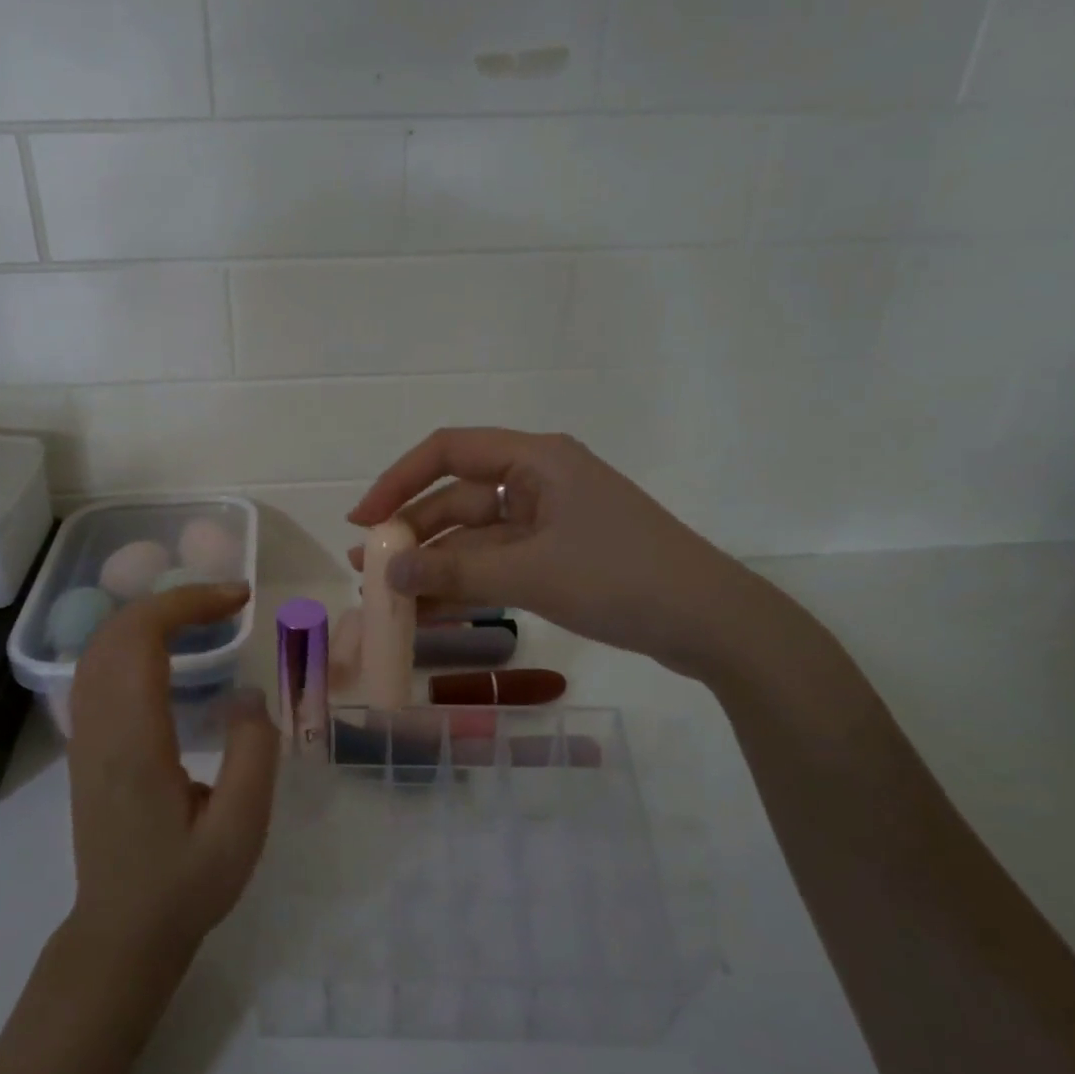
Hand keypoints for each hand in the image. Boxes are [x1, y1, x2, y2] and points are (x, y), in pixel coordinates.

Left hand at [66, 583, 279, 961]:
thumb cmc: (185, 885)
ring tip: (205, 616)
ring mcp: (84, 735)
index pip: (142, 639)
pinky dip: (133, 639)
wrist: (121, 933)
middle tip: (229, 602)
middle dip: (172, 599)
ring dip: (150, 615)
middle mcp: (98, 727)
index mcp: (134, 741)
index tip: (238, 599)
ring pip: (100, 645)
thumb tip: (248, 692)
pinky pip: (98, 668)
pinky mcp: (85, 744)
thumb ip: (253, 753)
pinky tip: (168, 650)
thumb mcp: (241, 828)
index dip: (187, 602)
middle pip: (116, 630)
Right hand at [349, 428, 768, 678]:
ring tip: (390, 600)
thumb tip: (386, 572)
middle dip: (413, 535)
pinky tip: (431, 614)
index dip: (398, 481)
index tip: (364, 520)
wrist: (710, 622)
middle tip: (369, 571)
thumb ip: (454, 572)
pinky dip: (467, 585)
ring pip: (476, 538)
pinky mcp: (559, 557)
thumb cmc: (620, 578)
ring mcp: (549, 521)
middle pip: (458, 500)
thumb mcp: (530, 572)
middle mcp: (538, 481)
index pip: (449, 451)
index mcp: (535, 460)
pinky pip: (498, 564)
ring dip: (436, 567)